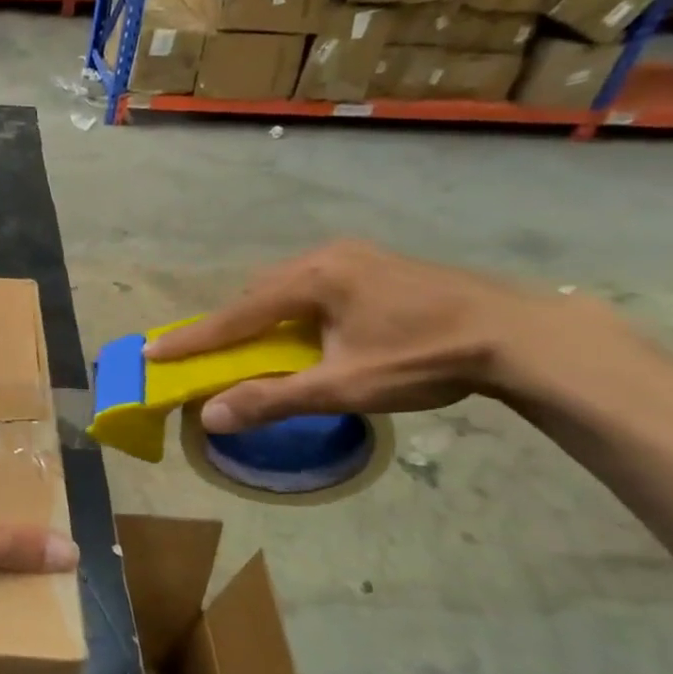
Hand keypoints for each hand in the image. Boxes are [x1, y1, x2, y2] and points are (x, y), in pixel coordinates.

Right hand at [143, 240, 566, 431]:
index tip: (151, 351)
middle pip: (257, 295)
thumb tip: (210, 417)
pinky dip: (292, 312)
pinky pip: (312, 287)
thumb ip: (272, 399)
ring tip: (254, 347)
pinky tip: (305, 332)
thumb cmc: (425, 358)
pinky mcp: (376, 266)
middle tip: (207, 355)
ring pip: (285, 288)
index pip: (235, 315)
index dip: (192, 339)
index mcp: (312, 278)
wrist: (521, 336)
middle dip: (229, 326)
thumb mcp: (344, 386)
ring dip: (262, 318)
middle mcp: (325, 257)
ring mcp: (354, 257)